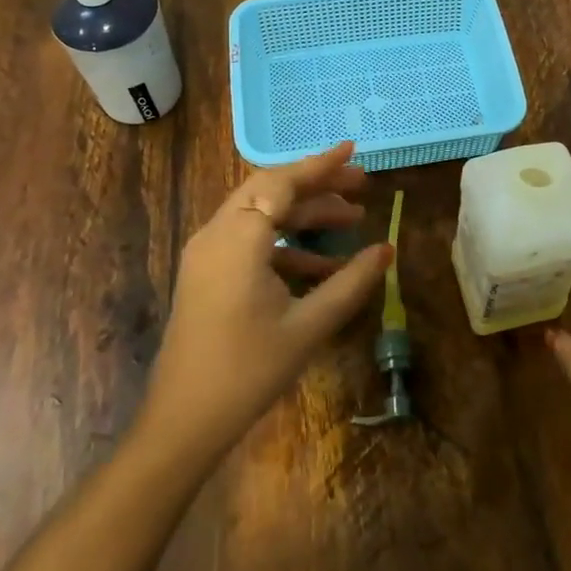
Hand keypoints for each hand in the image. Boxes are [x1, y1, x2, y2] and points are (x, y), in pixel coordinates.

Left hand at [137, 142, 392, 466]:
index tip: (352, 150)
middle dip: (316, 186)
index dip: (320, 165)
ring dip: (304, 214)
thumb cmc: (248, 371)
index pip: (282, 183)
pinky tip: (322, 264)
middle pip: (270, 191)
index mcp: (238, 239)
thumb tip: (387, 250)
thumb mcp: (308, 326)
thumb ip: (350, 283)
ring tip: (351, 220)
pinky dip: (285, 243)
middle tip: (360, 186)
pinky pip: (249, 241)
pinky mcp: (206, 274)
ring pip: (260, 214)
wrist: (183, 420)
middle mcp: (217, 235)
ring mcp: (207, 254)